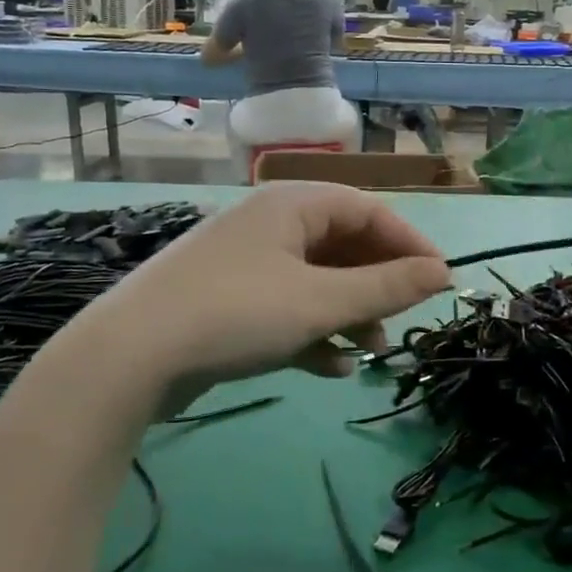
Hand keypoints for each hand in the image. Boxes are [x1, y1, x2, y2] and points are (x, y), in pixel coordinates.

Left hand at [78, 183, 451, 413]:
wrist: (129, 357)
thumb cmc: (237, 313)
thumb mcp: (320, 303)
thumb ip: (386, 288)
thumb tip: (443, 273)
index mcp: (292, 204)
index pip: (368, 210)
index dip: (409, 244)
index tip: (440, 282)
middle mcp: (269, 224)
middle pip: (343, 245)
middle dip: (377, 285)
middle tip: (403, 320)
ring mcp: (245, 263)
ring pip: (316, 280)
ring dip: (348, 313)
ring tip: (370, 351)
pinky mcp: (227, 300)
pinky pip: (286, 306)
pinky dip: (312, 330)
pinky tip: (329, 366)